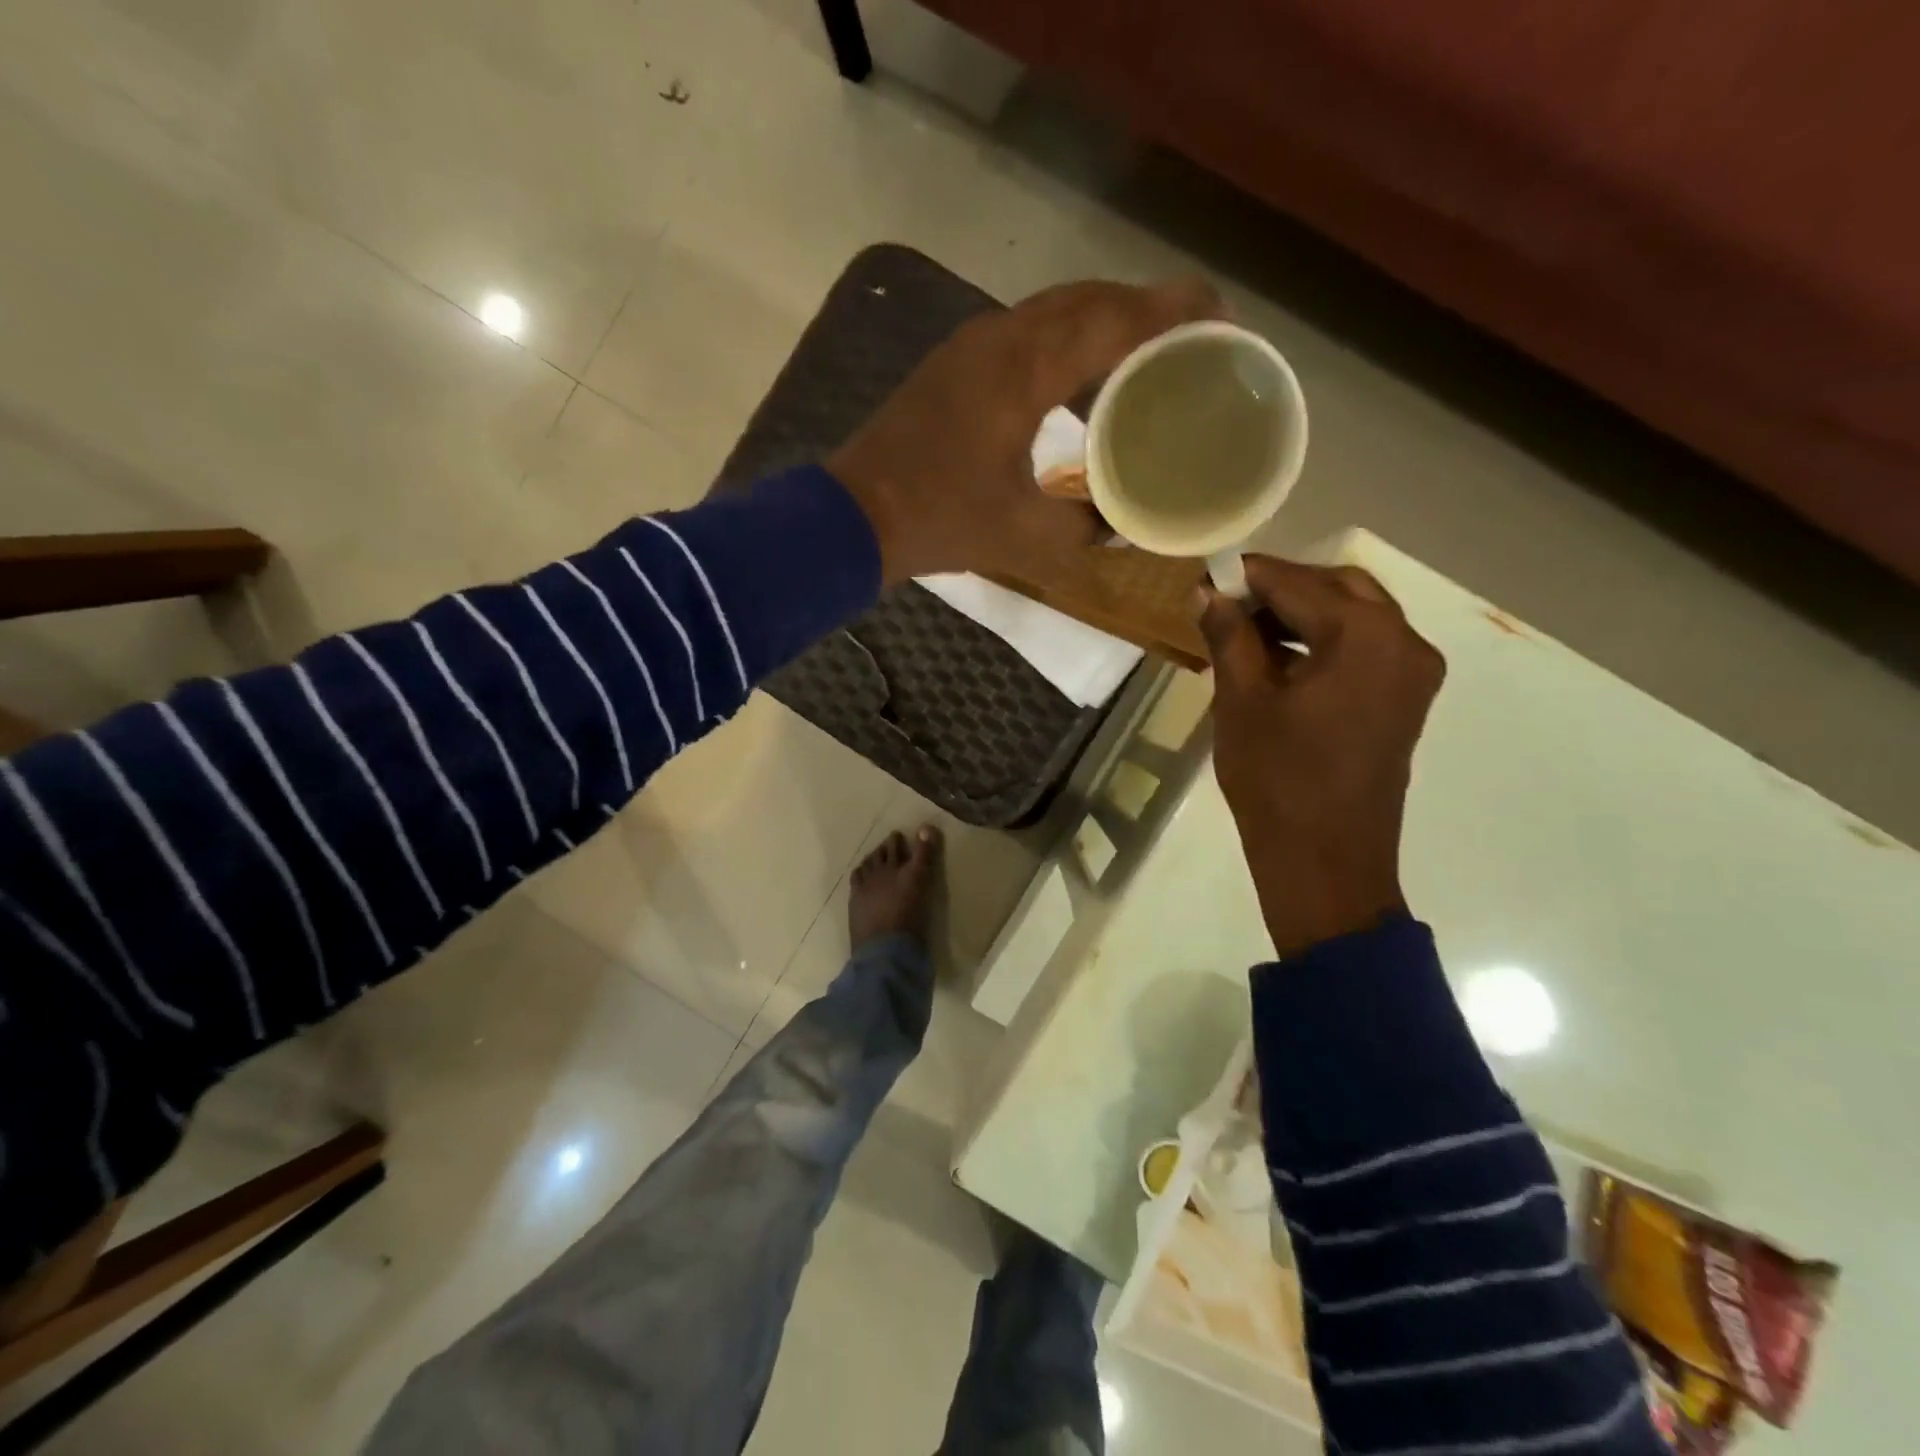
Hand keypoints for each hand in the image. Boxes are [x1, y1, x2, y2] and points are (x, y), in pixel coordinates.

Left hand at [829, 278, 1222, 584]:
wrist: (854, 518)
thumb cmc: (941, 522)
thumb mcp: (1026, 535)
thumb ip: (1085, 525)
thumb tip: (1121, 522)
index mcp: (1026, 367)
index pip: (1116, 317)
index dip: (1176, 312)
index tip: (1223, 320)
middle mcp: (1002, 337)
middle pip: (1090, 299)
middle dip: (1148, 311)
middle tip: (1193, 340)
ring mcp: (972, 346)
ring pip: (1056, 312)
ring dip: (1106, 326)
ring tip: (1147, 362)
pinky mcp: (955, 365)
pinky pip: (1028, 334)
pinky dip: (1068, 346)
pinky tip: (1082, 387)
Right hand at [1196, 557, 1445, 958]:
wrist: (1325, 860)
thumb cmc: (1277, 779)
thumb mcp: (1242, 701)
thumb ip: (1229, 635)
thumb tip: (1209, 592)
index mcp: (1366, 635)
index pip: (1299, 583)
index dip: (1250, 575)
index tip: (1209, 575)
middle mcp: (1404, 642)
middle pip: (1340, 589)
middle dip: (1283, 589)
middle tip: (1228, 603)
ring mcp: (1412, 673)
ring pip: (1356, 617)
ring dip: (1303, 614)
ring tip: (1245, 632)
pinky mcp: (1404, 700)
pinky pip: (1365, 649)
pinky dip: (1324, 642)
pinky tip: (1279, 659)